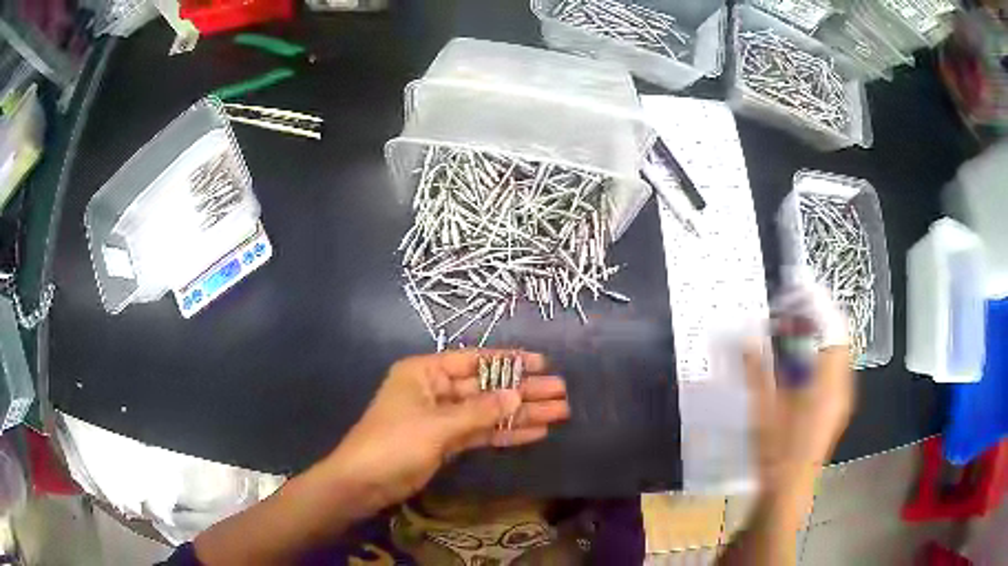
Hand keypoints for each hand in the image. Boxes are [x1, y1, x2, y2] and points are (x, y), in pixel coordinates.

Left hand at [318, 350, 569, 515]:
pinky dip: (506, 434)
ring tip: (558, 413)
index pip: (475, 361)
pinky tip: (534, 433)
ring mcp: (442, 418)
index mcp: (425, 372)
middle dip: (523, 391)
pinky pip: (481, 433)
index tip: (543, 363)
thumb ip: (479, 411)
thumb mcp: (437, 425)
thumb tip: (517, 394)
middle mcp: (435, 389)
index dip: (510, 362)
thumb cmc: (394, 444)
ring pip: (488, 412)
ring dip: (520, 414)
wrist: (363, 483)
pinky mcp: (446, 442)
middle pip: (487, 388)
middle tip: (561, 393)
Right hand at [750, 279, 855, 492]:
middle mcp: (841, 385)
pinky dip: (814, 356)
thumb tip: (745, 335)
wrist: (788, 489)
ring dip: (813, 337)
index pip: (833, 328)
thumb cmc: (777, 450)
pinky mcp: (833, 407)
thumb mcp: (763, 408)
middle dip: (814, 318)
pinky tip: (793, 364)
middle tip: (786, 311)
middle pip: (836, 337)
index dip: (818, 303)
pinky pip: (829, 369)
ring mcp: (839, 397)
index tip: (798, 287)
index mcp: (829, 382)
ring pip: (833, 353)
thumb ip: (756, 368)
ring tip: (786, 333)